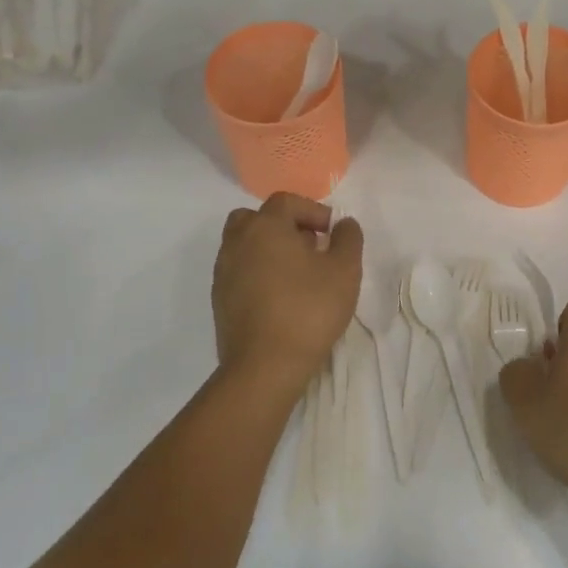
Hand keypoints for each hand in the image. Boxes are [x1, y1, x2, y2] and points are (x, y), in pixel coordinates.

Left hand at [212, 193, 362, 398]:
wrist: (264, 366)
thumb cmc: (309, 309)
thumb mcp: (345, 270)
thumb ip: (348, 239)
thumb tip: (343, 224)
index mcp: (265, 226)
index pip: (286, 201)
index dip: (312, 210)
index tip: (332, 232)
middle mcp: (237, 242)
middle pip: (257, 218)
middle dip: (284, 226)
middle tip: (309, 247)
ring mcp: (224, 272)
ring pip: (245, 245)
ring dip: (269, 250)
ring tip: (298, 274)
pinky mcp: (220, 299)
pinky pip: (240, 271)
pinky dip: (258, 273)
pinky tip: (280, 297)